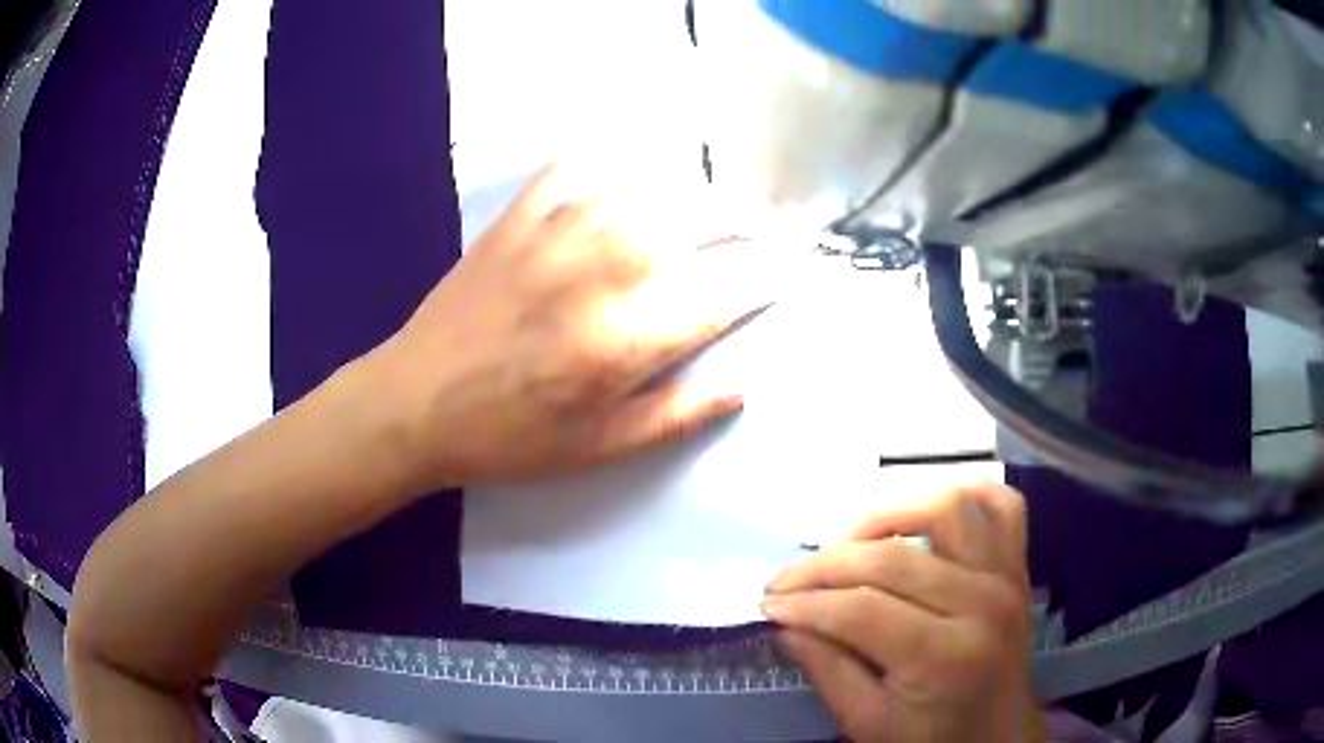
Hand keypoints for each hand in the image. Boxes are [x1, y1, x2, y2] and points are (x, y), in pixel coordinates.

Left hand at [371, 163, 768, 488]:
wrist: (414, 403)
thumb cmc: (507, 437)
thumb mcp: (596, 449)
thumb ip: (674, 416)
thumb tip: (740, 389)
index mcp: (627, 338)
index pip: (722, 295)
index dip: (762, 282)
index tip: (785, 275)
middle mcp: (603, 271)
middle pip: (697, 225)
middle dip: (743, 224)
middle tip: (762, 231)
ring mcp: (556, 233)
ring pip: (647, 188)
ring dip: (691, 191)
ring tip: (711, 202)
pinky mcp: (517, 218)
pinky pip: (574, 170)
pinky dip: (608, 164)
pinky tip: (625, 173)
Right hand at [762, 484, 1034, 742]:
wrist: (998, 737)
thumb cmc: (932, 740)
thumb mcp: (867, 723)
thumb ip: (827, 670)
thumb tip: (786, 622)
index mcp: (946, 656)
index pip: (863, 610)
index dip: (807, 603)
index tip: (768, 604)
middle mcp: (982, 603)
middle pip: (893, 559)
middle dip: (825, 566)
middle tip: (786, 582)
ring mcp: (1005, 576)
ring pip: (946, 509)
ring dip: (888, 514)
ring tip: (849, 543)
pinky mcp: (1016, 565)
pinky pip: (1002, 505)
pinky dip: (967, 494)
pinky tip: (929, 513)